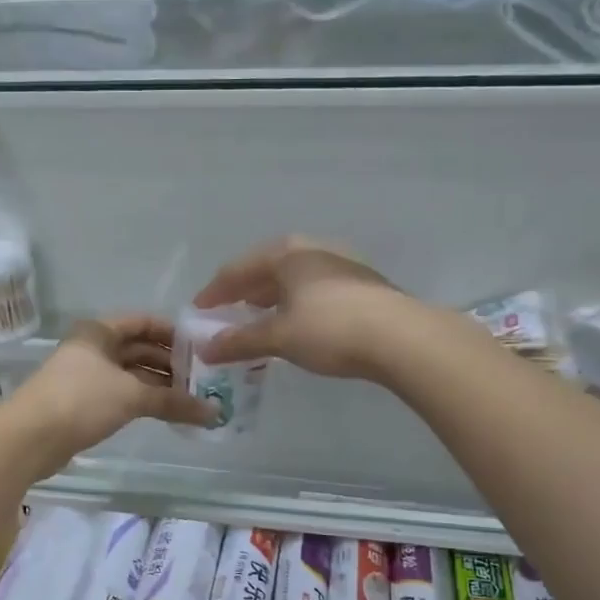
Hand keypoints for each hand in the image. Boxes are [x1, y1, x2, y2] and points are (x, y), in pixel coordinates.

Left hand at [7, 315, 216, 467]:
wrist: (30, 438)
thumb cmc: (81, 400)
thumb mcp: (132, 395)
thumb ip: (174, 401)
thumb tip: (214, 412)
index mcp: (99, 331)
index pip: (144, 322)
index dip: (173, 333)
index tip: (201, 348)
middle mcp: (93, 348)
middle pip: (139, 349)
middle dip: (170, 364)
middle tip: (203, 379)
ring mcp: (86, 376)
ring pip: (131, 375)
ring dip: (160, 386)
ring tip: (192, 399)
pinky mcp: (84, 403)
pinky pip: (122, 395)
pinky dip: (144, 401)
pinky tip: (167, 413)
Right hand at [193, 237, 407, 379]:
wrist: (401, 338)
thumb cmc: (330, 329)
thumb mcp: (278, 337)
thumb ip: (239, 341)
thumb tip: (205, 350)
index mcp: (287, 253)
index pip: (238, 269)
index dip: (214, 291)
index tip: (198, 311)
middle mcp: (313, 250)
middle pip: (267, 268)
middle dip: (244, 291)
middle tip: (226, 312)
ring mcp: (341, 264)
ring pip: (293, 278)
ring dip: (271, 298)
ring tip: (258, 318)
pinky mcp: (362, 285)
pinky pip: (314, 289)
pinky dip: (295, 304)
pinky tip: (296, 323)